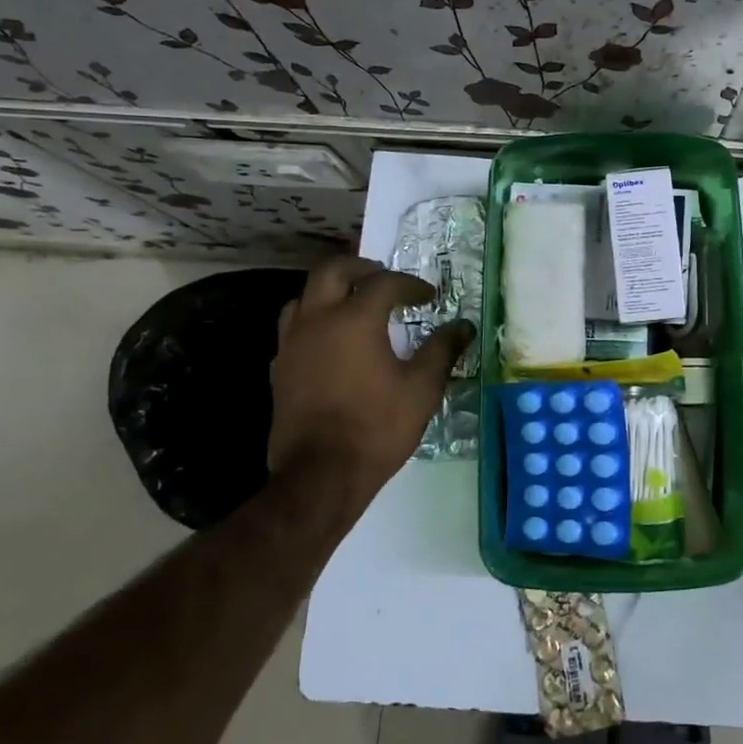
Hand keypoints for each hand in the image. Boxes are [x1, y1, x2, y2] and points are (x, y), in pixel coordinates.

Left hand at [266, 255, 472, 521]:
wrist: (320, 475)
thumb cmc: (376, 427)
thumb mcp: (421, 389)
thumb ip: (442, 351)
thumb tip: (463, 326)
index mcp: (355, 319)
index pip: (384, 283)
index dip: (410, 285)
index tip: (429, 297)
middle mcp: (318, 320)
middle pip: (331, 271)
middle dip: (360, 267)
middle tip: (382, 277)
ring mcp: (292, 343)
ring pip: (304, 296)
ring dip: (330, 290)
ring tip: (353, 303)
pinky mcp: (279, 368)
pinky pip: (294, 327)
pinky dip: (314, 320)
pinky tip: (331, 341)